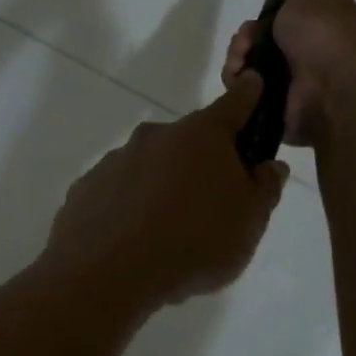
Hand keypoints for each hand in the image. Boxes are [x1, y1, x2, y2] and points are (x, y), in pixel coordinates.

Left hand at [44, 75, 289, 309]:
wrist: (108, 274)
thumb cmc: (194, 244)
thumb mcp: (249, 223)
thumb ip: (264, 189)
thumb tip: (269, 166)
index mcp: (202, 135)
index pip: (234, 104)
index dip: (248, 95)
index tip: (253, 81)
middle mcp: (155, 135)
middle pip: (188, 140)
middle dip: (202, 161)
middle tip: (210, 203)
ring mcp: (115, 159)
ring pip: (150, 165)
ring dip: (162, 184)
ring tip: (166, 230)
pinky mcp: (86, 187)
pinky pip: (118, 190)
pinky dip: (129, 205)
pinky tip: (132, 238)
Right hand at [223, 0, 355, 146]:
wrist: (329, 93)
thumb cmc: (323, 36)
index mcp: (332, 11)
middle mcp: (316, 40)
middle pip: (275, 25)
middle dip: (252, 28)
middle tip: (247, 32)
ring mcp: (296, 69)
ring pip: (256, 54)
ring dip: (241, 52)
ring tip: (241, 56)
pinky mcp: (277, 94)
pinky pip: (248, 83)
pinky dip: (239, 78)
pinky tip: (239, 74)